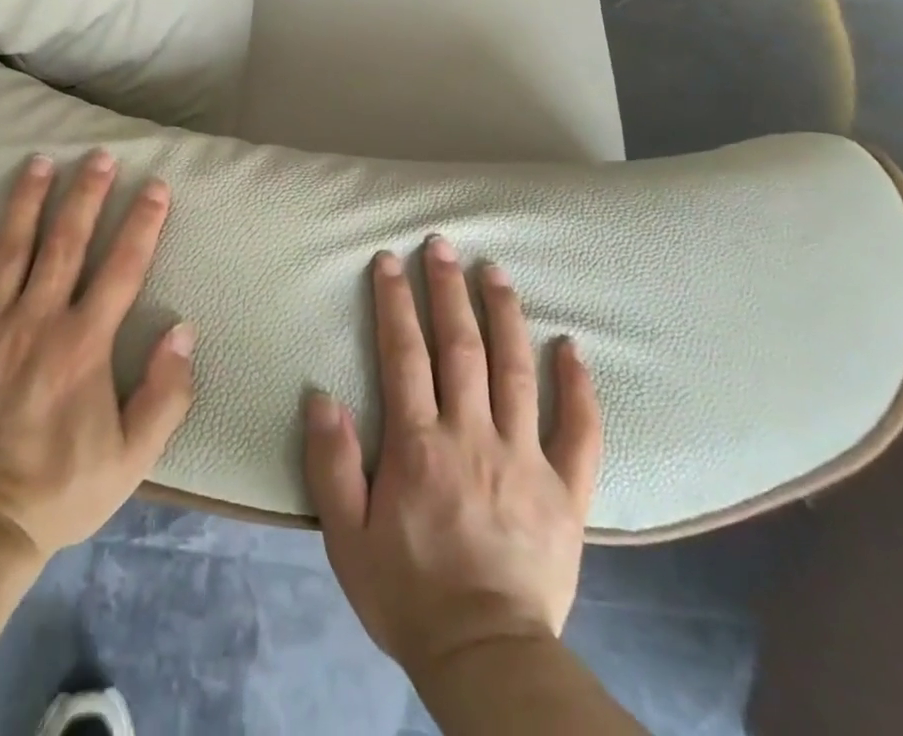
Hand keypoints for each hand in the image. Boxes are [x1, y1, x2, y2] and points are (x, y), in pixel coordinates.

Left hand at [0, 150, 196, 558]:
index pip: (122, 268)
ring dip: (27, 200)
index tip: (155, 186)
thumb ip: (165, 394)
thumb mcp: (132, 459)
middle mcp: (34, 322)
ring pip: (9, 248)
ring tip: (40, 160)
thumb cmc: (57, 492)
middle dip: (87, 194)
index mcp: (82, 345)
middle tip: (99, 155)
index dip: (143, 223)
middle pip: (66, 243)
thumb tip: (183, 329)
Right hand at [304, 238, 602, 679]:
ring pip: (517, 371)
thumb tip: (322, 395)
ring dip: (505, 315)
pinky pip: (579, 432)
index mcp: (419, 445)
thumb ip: (331, 463)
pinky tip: (573, 347)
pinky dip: (578, 387)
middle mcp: (473, 437)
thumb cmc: (408, 592)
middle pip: (461, 347)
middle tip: (443, 243)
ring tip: (495, 270)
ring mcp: (524, 460)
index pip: (405, 354)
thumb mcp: (346, 536)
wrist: (486, 659)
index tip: (391, 260)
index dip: (396, 302)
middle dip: (448, 290)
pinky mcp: (566, 492)